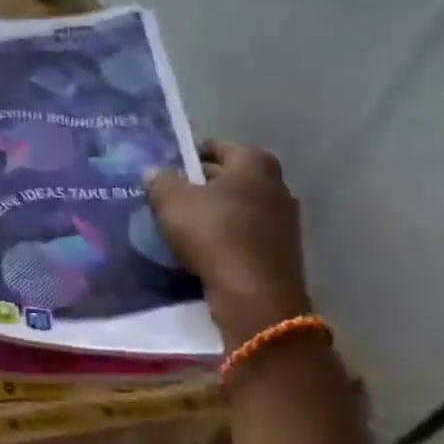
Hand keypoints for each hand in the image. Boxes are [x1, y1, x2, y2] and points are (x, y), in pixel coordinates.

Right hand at [147, 140, 309, 348]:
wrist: (254, 296)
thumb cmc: (213, 234)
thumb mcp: (171, 200)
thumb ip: (161, 180)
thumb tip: (157, 173)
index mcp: (254, 165)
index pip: (221, 147)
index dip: (194, 153)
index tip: (172, 165)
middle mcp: (277, 187)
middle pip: (234, 178)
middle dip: (205, 184)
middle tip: (175, 193)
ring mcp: (285, 222)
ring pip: (242, 208)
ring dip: (217, 212)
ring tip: (185, 222)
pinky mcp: (283, 253)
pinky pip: (248, 234)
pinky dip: (228, 236)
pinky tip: (204, 248)